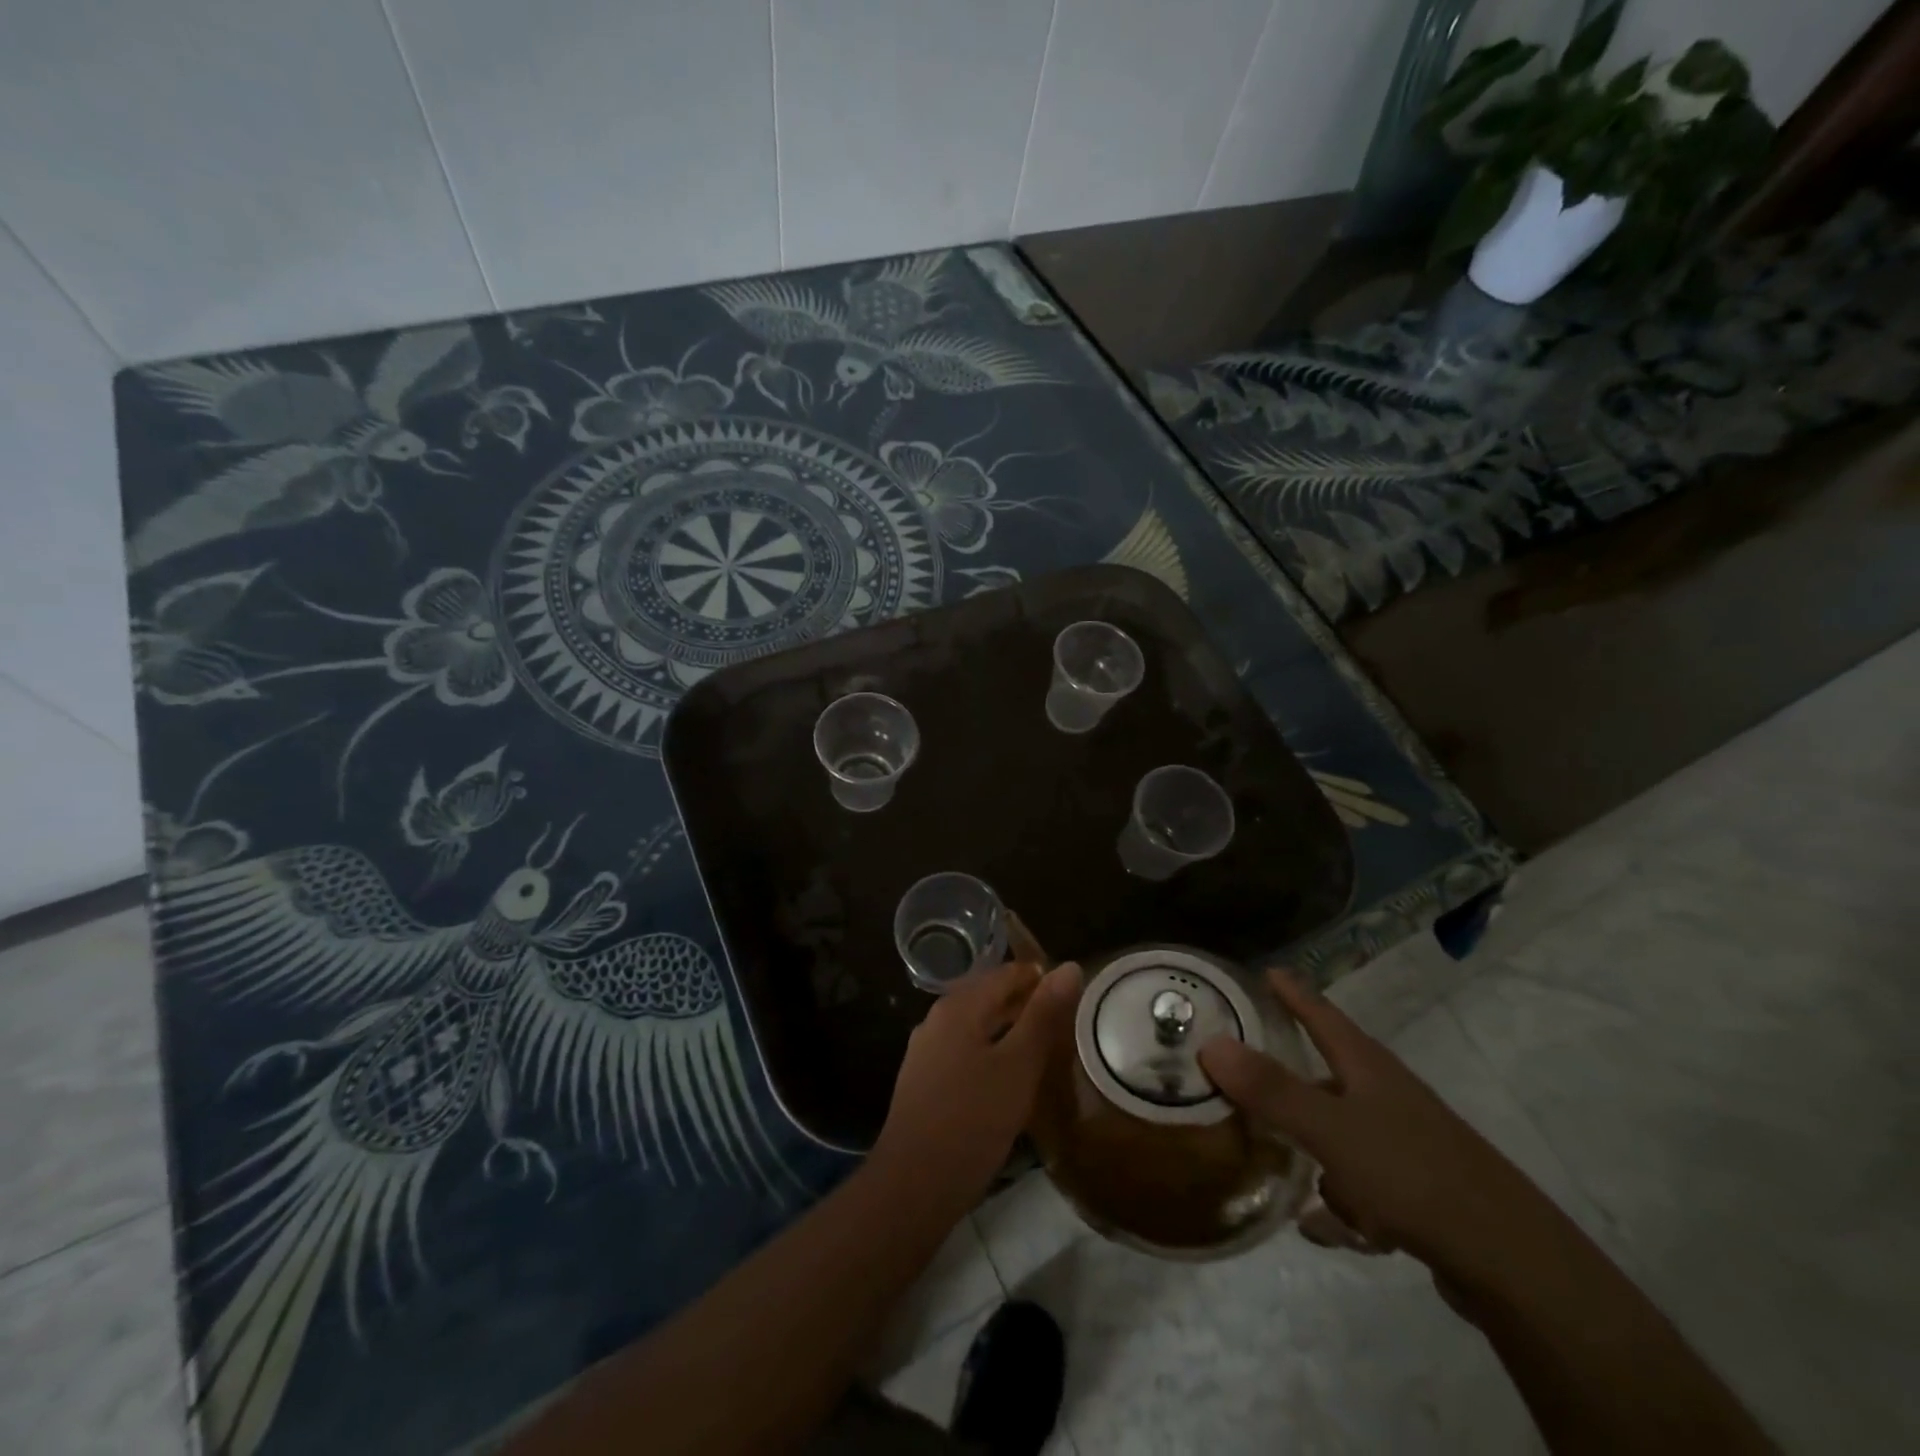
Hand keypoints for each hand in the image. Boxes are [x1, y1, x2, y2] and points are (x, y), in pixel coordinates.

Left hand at [873, 959, 1082, 1206]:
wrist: (914, 1184)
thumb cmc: (973, 1119)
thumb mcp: (1018, 1066)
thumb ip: (1043, 1015)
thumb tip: (1069, 967)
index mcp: (959, 1006)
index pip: (1007, 973)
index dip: (1041, 978)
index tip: (1075, 994)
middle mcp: (938, 1018)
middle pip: (989, 996)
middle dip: (1026, 1004)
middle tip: (1066, 1022)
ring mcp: (927, 1050)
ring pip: (977, 1026)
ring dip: (1010, 1030)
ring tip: (1046, 1048)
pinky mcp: (925, 1081)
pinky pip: (965, 1050)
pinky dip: (992, 1053)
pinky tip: (1010, 1078)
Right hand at [1198, 970, 1550, 1281]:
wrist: (1513, 1265)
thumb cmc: (1413, 1175)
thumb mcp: (1332, 1130)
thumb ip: (1272, 1090)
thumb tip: (1211, 1043)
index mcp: (1368, 1067)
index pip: (1321, 1012)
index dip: (1291, 991)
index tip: (1263, 971)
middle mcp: (1386, 1096)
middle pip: (1326, 1072)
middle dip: (1286, 1076)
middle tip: (1240, 1076)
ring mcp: (1405, 1144)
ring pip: (1340, 1132)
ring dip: (1310, 1146)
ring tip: (1272, 1164)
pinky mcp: (1418, 1192)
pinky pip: (1360, 1185)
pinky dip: (1340, 1202)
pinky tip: (1320, 1227)